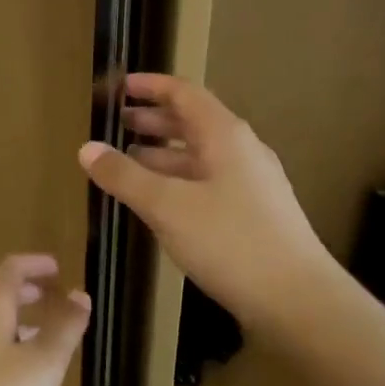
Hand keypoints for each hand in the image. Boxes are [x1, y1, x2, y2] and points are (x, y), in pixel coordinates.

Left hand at [0, 255, 90, 385]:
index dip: (37, 265)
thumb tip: (80, 294)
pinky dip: (6, 339)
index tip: (59, 268)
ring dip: (18, 317)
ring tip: (46, 331)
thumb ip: (65, 327)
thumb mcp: (44, 364)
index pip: (12, 268)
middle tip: (57, 296)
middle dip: (28, 290)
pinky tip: (21, 368)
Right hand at [79, 74, 334, 330]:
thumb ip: (125, 176)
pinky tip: (159, 203)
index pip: (184, 93)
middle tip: (116, 124)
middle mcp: (242, 151)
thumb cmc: (230, 242)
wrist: (297, 299)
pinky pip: (208, 184)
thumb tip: (87, 148)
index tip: (119, 86)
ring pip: (199, 156)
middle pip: (192, 123)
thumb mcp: (168, 206)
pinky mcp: (254, 214)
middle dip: (152, 121)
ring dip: (163, 154)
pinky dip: (178, 182)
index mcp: (225, 135)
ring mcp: (251, 184)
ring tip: (127, 162)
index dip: (150, 86)